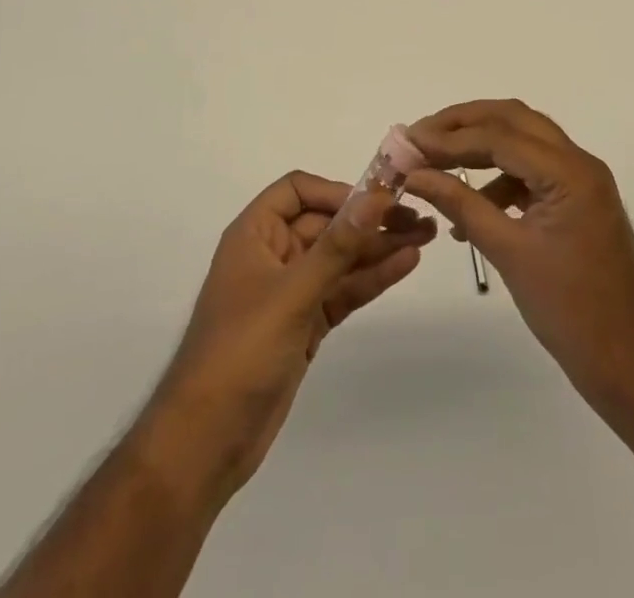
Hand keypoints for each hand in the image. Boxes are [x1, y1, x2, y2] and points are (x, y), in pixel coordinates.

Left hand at [140, 171, 435, 503]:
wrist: (207, 442)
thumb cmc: (241, 351)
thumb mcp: (292, 293)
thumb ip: (337, 245)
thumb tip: (375, 197)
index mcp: (255, 234)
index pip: (298, 191)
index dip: (337, 191)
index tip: (376, 201)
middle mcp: (273, 254)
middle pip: (327, 223)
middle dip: (370, 219)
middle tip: (418, 216)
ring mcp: (291, 291)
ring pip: (341, 258)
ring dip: (379, 247)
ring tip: (426, 235)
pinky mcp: (306, 323)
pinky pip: (343, 289)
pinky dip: (372, 277)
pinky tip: (405, 263)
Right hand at [403, 101, 633, 411]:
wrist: (629, 363)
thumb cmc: (570, 311)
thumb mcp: (508, 252)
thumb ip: (461, 204)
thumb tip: (415, 174)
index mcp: (569, 172)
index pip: (499, 135)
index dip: (449, 137)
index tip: (407, 143)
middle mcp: (579, 163)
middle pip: (513, 120)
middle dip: (463, 124)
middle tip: (420, 136)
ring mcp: (581, 181)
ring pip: (522, 142)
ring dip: (479, 147)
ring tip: (436, 166)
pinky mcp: (576, 201)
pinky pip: (531, 172)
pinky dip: (498, 180)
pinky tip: (468, 209)